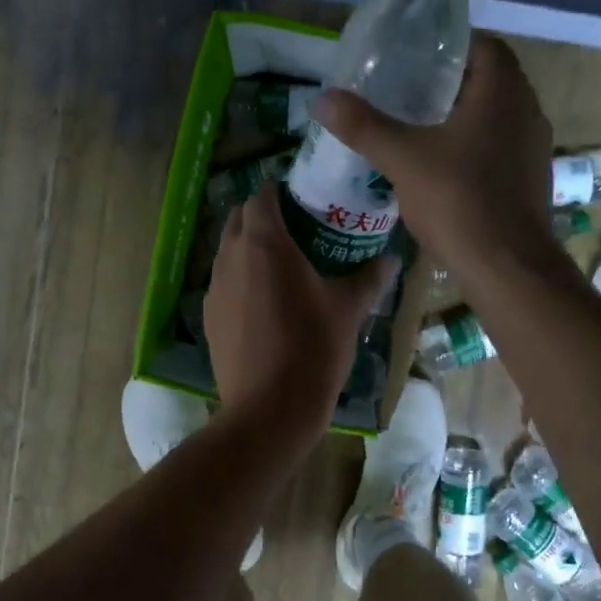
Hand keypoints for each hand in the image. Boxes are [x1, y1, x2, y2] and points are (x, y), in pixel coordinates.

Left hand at [205, 181, 393, 446]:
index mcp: (265, 243)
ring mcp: (215, 288)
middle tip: (296, 229)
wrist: (269, 408)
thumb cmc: (313, 348)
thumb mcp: (349, 309)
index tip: (303, 199)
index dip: (280, 192)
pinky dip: (241, 278)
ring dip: (248, 247)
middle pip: (238, 219)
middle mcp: (231, 257)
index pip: (262, 196)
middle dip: (261, 216)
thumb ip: (370, 277)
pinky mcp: (209, 316)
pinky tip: (265, 302)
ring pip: (228, 251)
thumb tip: (391, 259)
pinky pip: (224, 282)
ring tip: (281, 265)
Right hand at [310, 34, 564, 292]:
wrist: (509, 268)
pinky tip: (447, 168)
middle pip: (490, 80)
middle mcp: (528, 110)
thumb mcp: (403, 160)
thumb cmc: (459, 202)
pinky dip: (477, 146)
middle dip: (451, 84)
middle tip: (409, 93)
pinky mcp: (533, 178)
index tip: (415, 61)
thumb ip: (364, 126)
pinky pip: (503, 147)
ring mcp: (535, 147)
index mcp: (503, 91)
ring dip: (465, 117)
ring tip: (422, 128)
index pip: (483, 45)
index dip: (449, 48)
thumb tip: (322, 99)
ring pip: (498, 116)